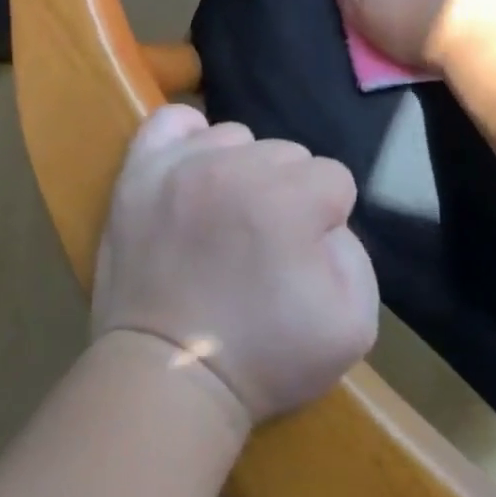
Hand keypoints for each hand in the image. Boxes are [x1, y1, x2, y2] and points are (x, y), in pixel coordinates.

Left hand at [93, 105, 379, 428]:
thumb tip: (325, 222)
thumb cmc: (264, 358)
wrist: (169, 374)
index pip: (333, 179)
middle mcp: (234, 168)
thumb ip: (356, 255)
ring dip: (241, 170)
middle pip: (287, 154)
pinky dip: (189, 138)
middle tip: (263, 244)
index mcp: (289, 200)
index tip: (302, 257)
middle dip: (287, 194)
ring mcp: (181, 165)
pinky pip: (171, 122)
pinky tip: (195, 170)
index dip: (326, 220)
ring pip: (236, 137)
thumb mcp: (353, 326)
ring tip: (225, 217)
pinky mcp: (139, 172)